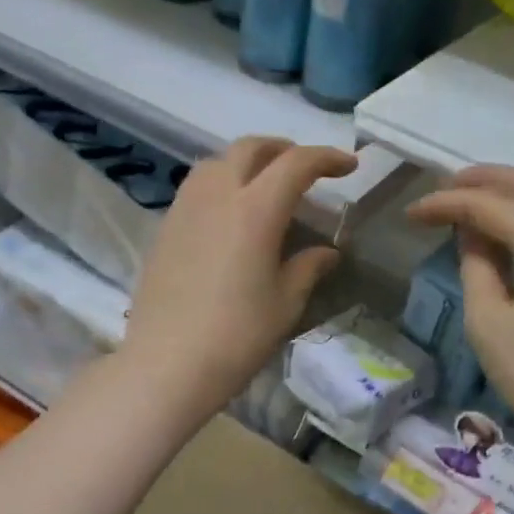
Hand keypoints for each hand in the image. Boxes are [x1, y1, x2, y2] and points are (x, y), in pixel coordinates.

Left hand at [121, 137, 357, 426]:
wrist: (169, 364)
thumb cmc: (238, 336)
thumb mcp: (285, 304)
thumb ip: (307, 268)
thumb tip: (326, 252)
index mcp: (256, 209)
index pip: (296, 164)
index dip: (326, 158)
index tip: (348, 166)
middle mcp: (218, 195)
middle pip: (251, 149)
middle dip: (283, 150)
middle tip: (304, 169)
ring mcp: (185, 209)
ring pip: (217, 163)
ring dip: (247, 162)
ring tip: (264, 186)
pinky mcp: (165, 228)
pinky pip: (196, 188)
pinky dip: (221, 185)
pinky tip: (230, 215)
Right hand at [407, 166, 513, 458]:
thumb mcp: (488, 321)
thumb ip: (476, 265)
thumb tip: (470, 233)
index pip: (490, 205)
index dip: (446, 203)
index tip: (411, 213)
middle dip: (480, 181)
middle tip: (440, 191)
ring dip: (507, 192)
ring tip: (468, 201)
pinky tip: (508, 226)